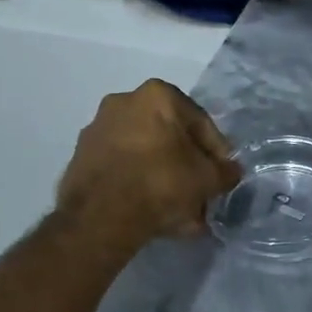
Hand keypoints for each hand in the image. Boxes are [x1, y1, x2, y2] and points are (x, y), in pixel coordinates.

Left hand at [57, 81, 240, 242]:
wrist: (100, 217)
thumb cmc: (162, 183)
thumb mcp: (207, 179)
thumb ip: (225, 172)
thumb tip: (230, 172)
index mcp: (157, 95)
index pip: (200, 123)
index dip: (217, 152)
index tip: (222, 175)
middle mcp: (124, 102)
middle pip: (169, 138)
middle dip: (187, 166)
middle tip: (200, 193)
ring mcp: (97, 129)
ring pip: (145, 154)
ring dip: (164, 178)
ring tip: (180, 211)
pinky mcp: (81, 158)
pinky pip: (122, 168)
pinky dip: (139, 185)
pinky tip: (153, 213)